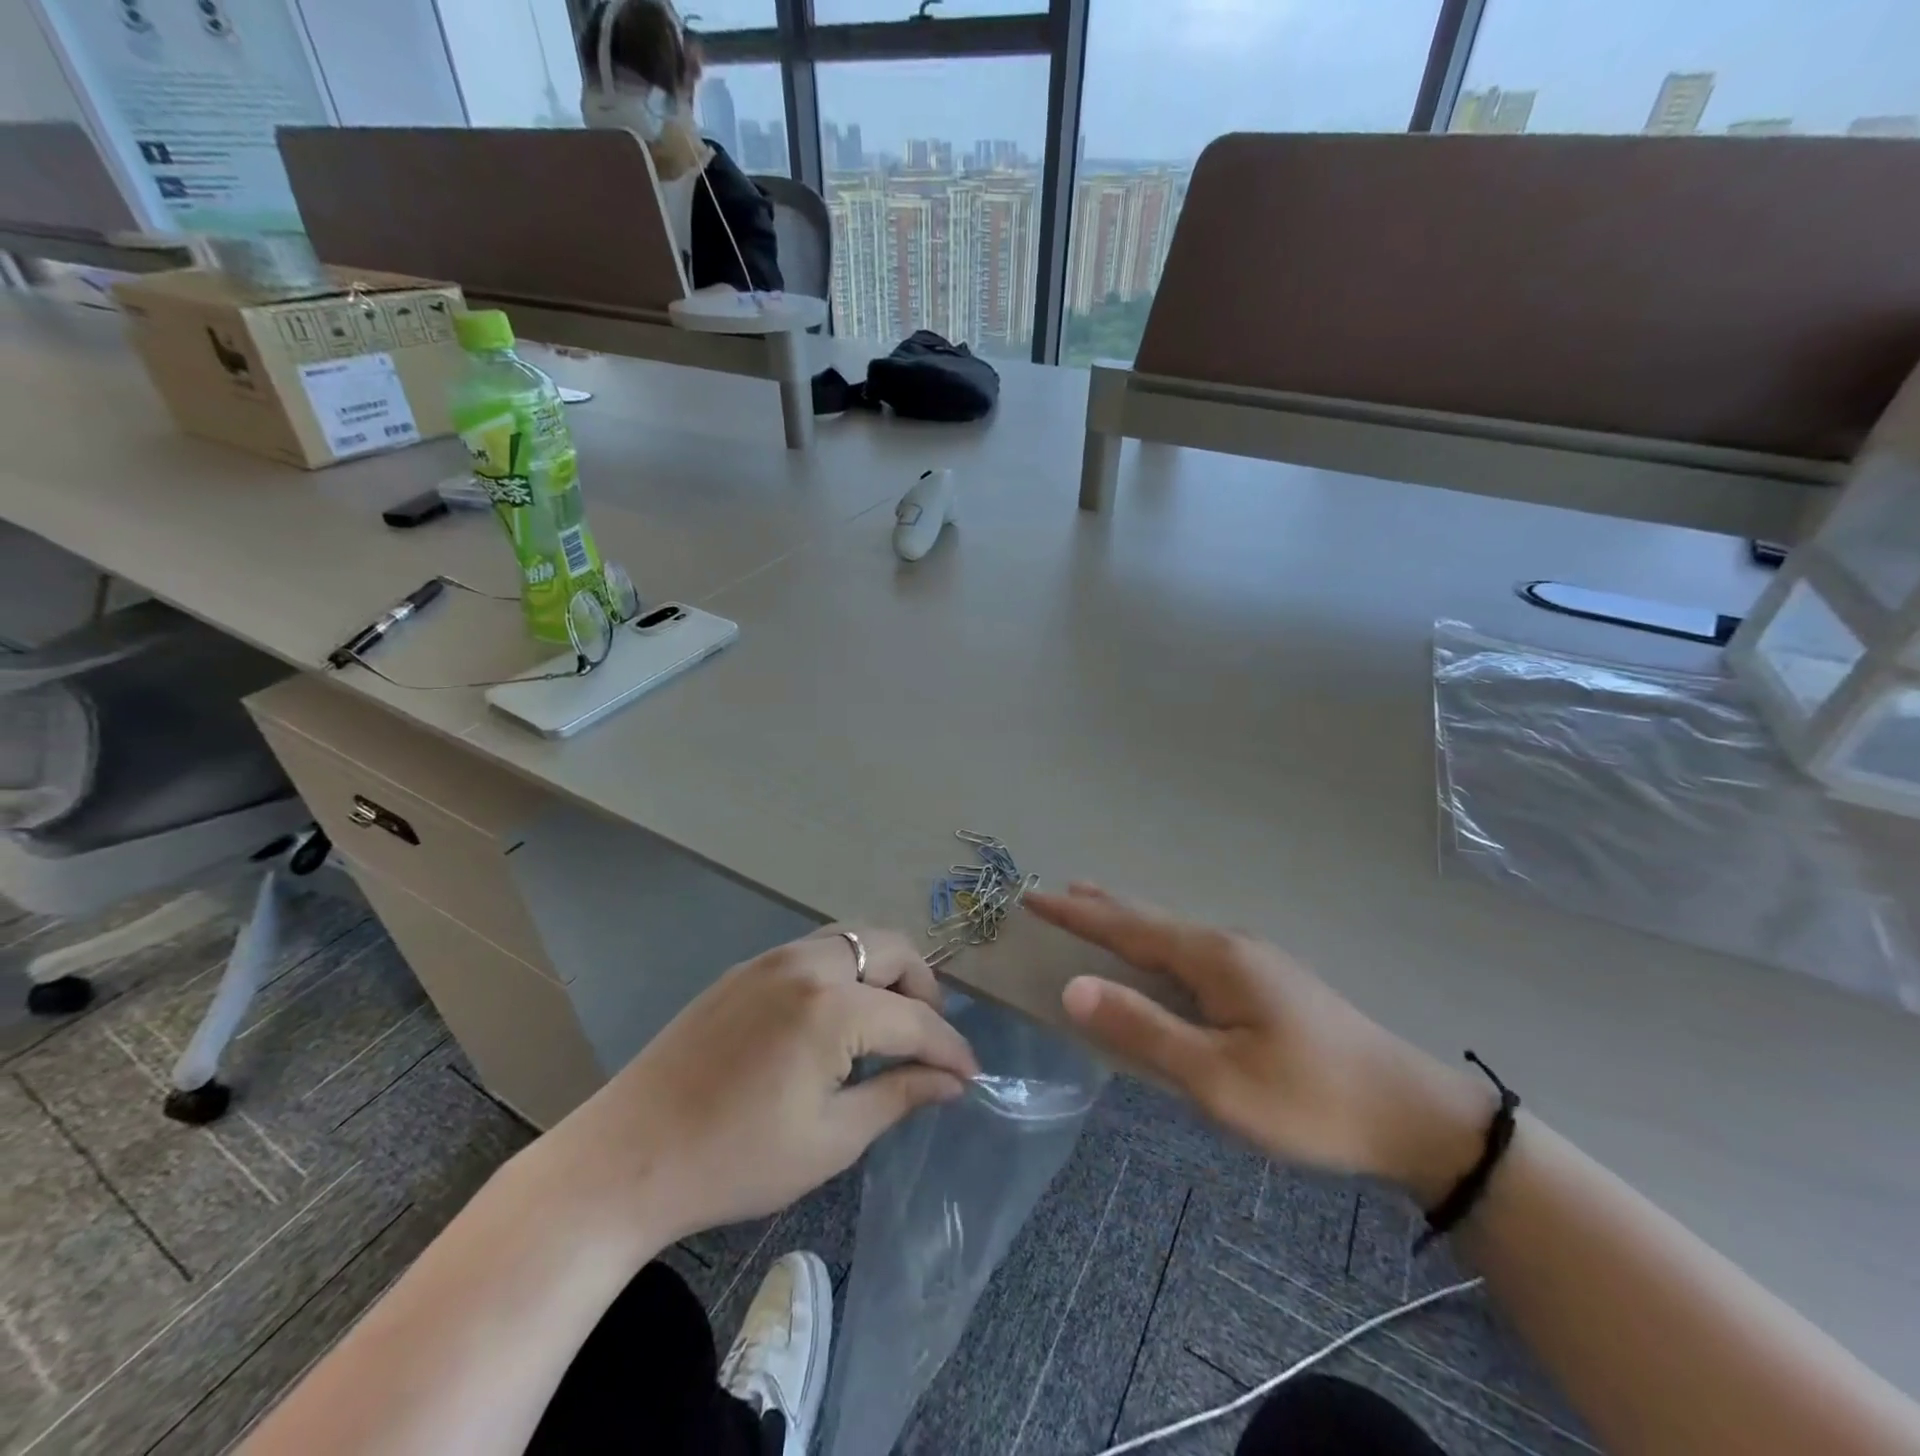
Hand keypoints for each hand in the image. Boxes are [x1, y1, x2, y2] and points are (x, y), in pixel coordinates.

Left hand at [536, 927, 978, 1251]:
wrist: (626, 1158)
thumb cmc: (735, 1161)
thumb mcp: (830, 1139)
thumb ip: (899, 1096)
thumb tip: (951, 1081)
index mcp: (831, 1007)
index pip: (914, 1018)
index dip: (949, 1048)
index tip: (970, 1075)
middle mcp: (807, 963)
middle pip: (892, 949)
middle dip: (923, 990)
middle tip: (927, 1040)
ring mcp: (772, 958)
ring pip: (854, 939)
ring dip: (884, 972)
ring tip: (888, 1024)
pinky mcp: (746, 968)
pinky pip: (817, 950)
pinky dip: (847, 971)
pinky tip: (837, 1018)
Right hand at [1027, 884, 1491, 1202]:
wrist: (1414, 1115)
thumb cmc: (1309, 1101)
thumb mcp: (1217, 1078)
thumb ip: (1143, 1030)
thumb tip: (1074, 987)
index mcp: (1213, 958)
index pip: (1127, 926)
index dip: (1077, 913)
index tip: (1035, 895)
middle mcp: (1230, 945)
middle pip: (1151, 918)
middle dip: (1100, 907)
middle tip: (1058, 894)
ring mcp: (1254, 961)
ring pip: (1175, 933)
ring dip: (1130, 921)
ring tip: (1098, 909)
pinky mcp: (1269, 983)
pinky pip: (1194, 952)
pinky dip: (1158, 943)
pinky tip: (1162, 957)